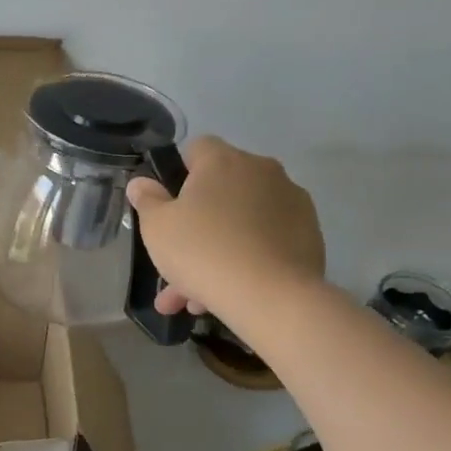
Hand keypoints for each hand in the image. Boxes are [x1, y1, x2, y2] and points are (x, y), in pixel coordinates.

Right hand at [126, 136, 325, 322]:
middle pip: (220, 192)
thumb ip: (147, 200)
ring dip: (217, 253)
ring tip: (195, 301)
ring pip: (241, 224)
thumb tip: (141, 182)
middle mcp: (261, 170)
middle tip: (175, 267)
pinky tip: (228, 296)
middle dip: (195, 228)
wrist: (271, 296)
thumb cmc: (203, 252)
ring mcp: (290, 200)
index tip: (169, 208)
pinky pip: (266, 242)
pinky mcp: (309, 233)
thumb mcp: (157, 228)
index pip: (197, 148)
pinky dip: (247, 261)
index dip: (179, 175)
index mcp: (223, 161)